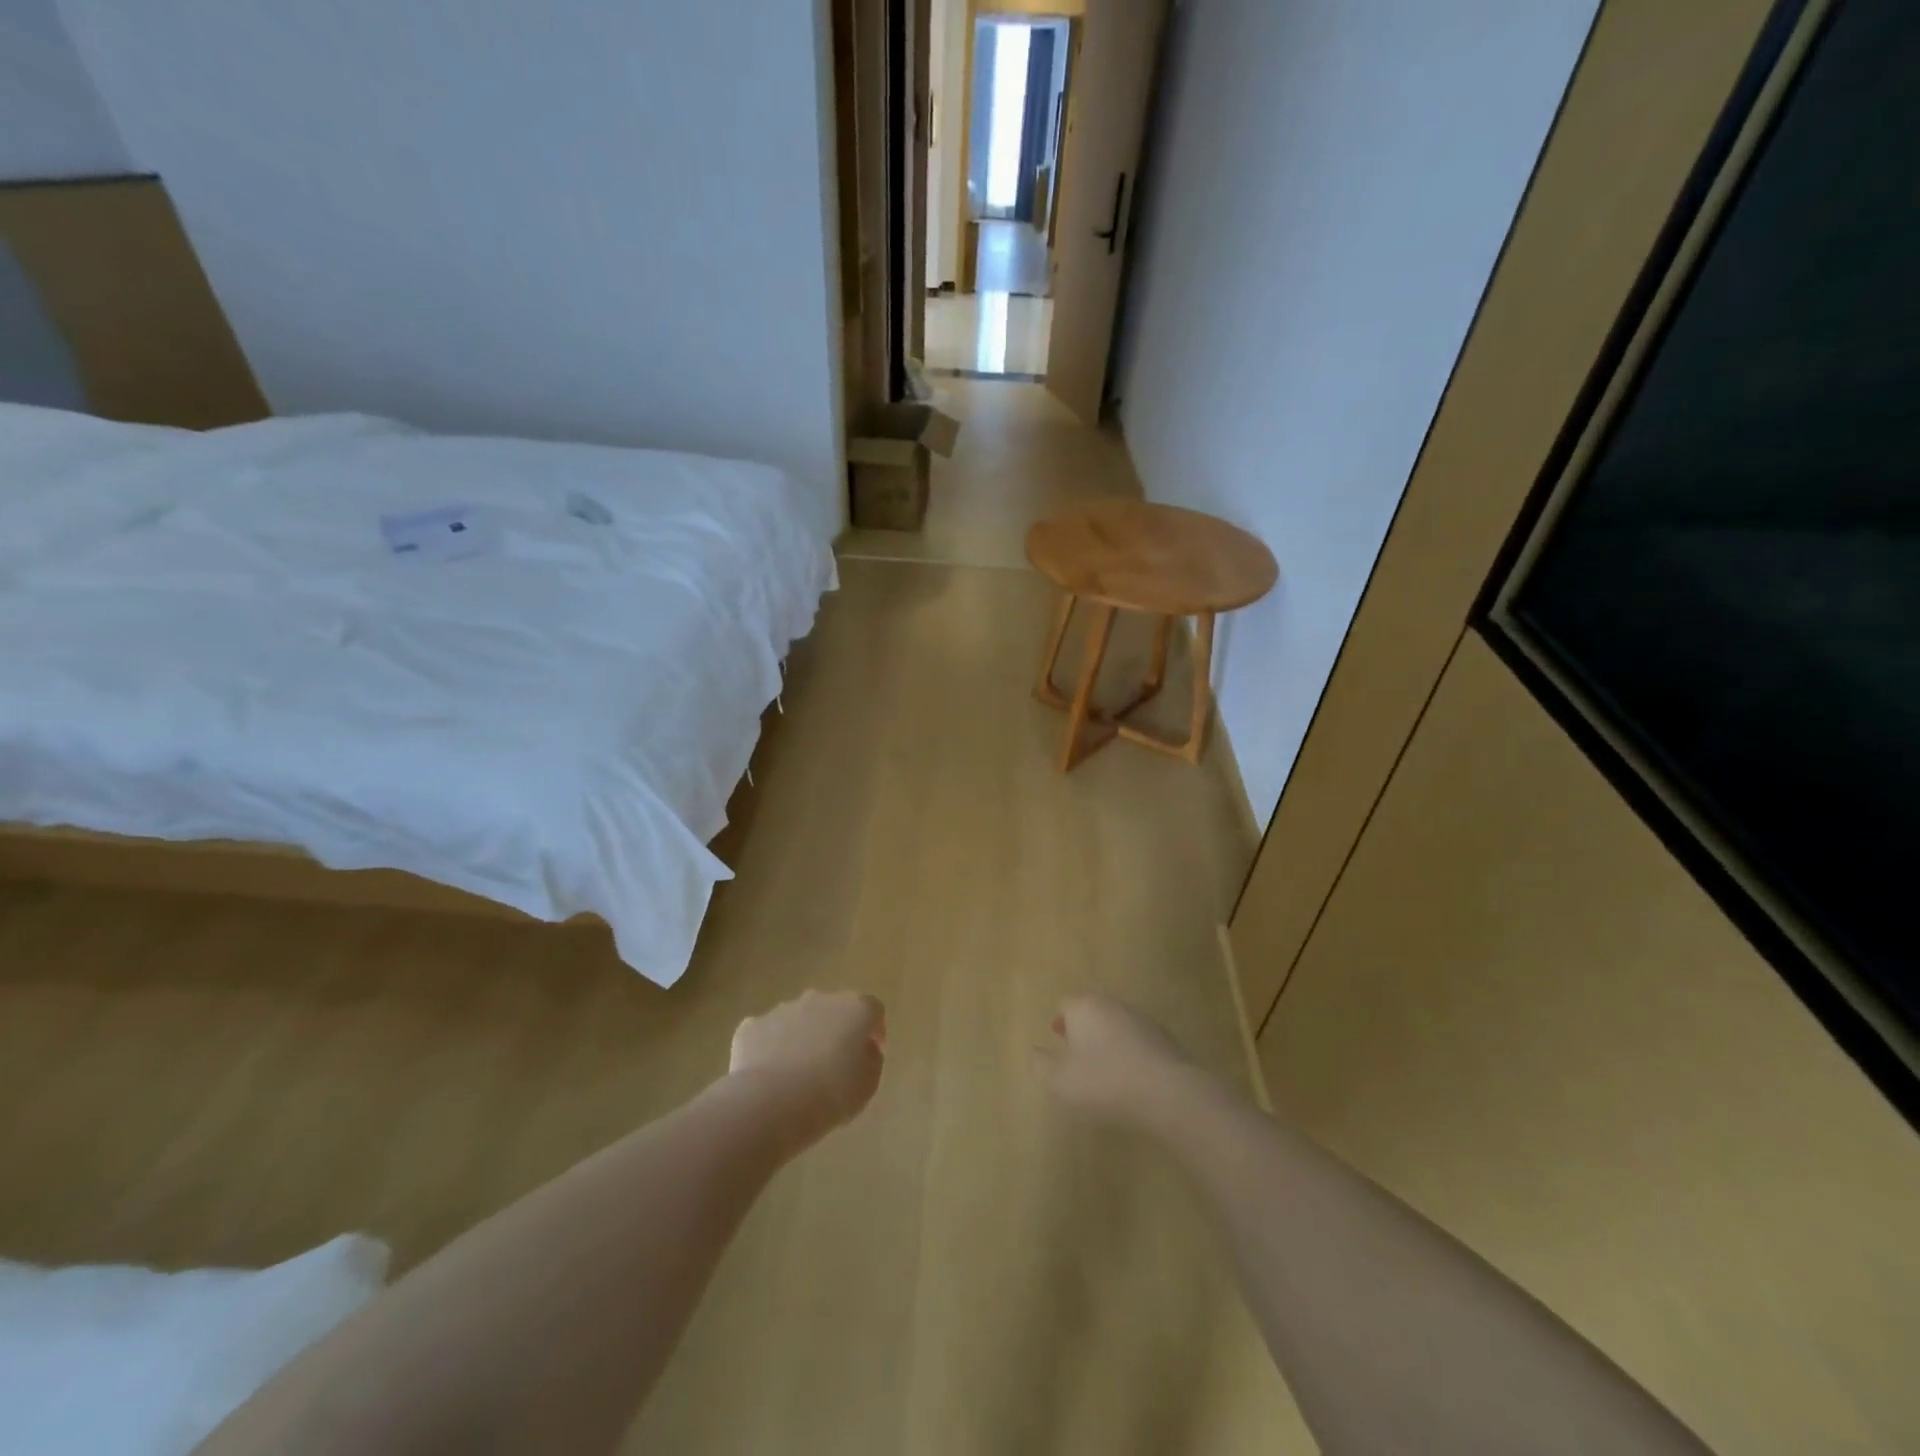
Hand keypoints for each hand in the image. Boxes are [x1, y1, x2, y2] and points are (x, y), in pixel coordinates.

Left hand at [730, 990, 885, 1144]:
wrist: (771, 1103)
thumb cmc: (831, 1094)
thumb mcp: (868, 1085)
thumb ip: (871, 1060)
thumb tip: (864, 1049)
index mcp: (855, 1009)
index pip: (873, 1010)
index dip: (874, 1030)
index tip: (871, 1054)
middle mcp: (820, 999)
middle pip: (833, 1009)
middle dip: (835, 1031)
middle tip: (833, 1064)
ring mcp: (783, 1009)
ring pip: (798, 1019)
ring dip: (802, 1038)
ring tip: (797, 1075)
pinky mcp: (752, 1026)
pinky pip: (767, 1033)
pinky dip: (771, 1048)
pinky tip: (769, 1076)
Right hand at [1045, 994, 1201, 1129]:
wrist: (1167, 1093)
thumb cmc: (1104, 1082)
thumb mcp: (1058, 1081)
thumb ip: (1040, 1064)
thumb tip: (1035, 1052)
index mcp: (1084, 1008)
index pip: (1065, 1005)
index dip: (1059, 1024)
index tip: (1059, 1045)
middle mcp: (1113, 1005)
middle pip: (1092, 1011)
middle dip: (1083, 1031)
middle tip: (1078, 1058)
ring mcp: (1142, 1020)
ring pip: (1116, 1026)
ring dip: (1108, 1042)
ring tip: (1106, 1072)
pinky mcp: (1165, 1039)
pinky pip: (1139, 1043)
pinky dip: (1131, 1055)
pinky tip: (1132, 1081)